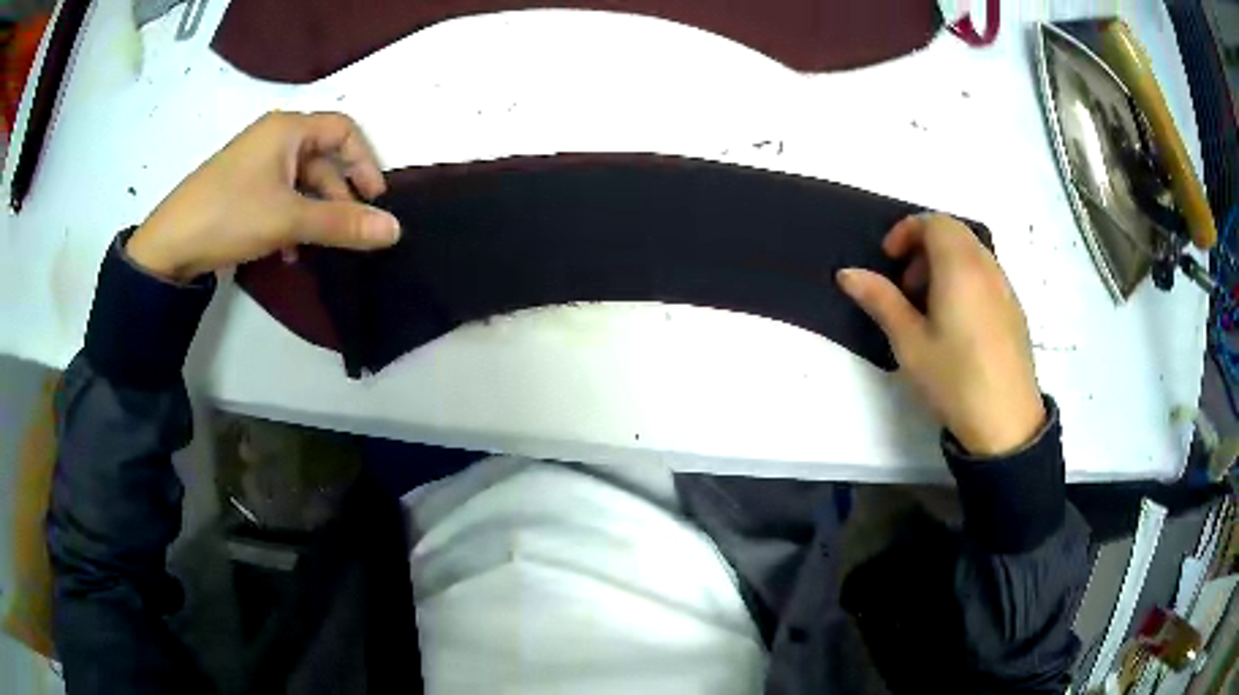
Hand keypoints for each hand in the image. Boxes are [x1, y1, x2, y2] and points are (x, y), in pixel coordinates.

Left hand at [126, 111, 400, 281]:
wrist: (168, 245)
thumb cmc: (230, 215)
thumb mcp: (289, 219)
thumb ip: (342, 223)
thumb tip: (394, 230)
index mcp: (288, 129)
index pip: (343, 130)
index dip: (364, 161)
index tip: (375, 199)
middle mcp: (273, 138)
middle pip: (322, 160)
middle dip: (337, 196)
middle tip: (348, 232)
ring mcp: (255, 164)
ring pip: (300, 183)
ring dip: (313, 214)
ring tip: (315, 248)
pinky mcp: (241, 188)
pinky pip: (279, 197)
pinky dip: (290, 220)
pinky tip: (287, 250)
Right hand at [838, 214, 1044, 455]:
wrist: (1007, 421)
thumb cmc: (955, 379)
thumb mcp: (910, 343)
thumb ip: (880, 300)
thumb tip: (846, 272)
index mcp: (959, 267)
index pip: (934, 222)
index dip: (907, 232)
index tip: (890, 261)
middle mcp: (986, 266)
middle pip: (954, 232)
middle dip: (924, 246)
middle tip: (907, 286)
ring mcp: (1005, 286)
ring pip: (972, 251)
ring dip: (945, 262)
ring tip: (930, 307)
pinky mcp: (1015, 308)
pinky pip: (986, 273)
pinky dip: (965, 278)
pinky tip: (957, 322)